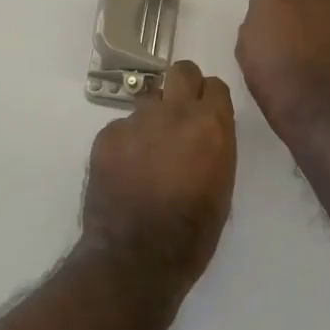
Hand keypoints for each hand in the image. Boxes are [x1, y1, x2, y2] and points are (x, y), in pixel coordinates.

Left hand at [80, 61, 236, 291]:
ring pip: (149, 102)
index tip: (207, 115)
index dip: (210, 100)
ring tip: (147, 156)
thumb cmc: (192, 232)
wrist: (135, 258)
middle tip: (180, 117)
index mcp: (210, 125)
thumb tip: (206, 130)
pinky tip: (125, 172)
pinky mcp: (107, 135)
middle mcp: (174, 112)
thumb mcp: (223, 186)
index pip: (215, 85)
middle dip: (184, 87)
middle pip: (181, 71)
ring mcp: (137, 121)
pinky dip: (125, 144)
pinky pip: (122, 127)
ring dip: (153, 121)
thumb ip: (216, 145)